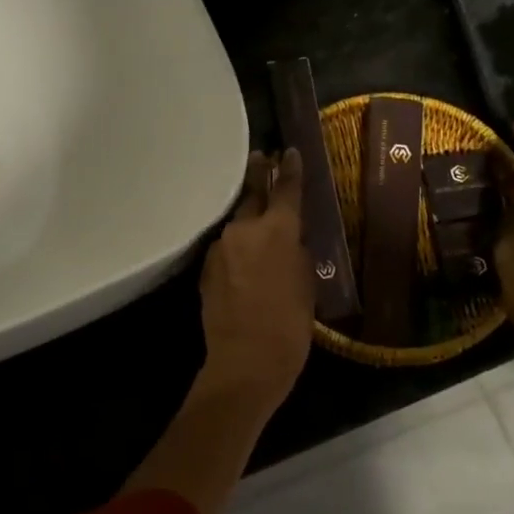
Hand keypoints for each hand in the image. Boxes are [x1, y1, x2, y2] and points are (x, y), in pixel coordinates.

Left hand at [198, 149, 315, 413]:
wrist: (246, 361)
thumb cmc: (290, 325)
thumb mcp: (307, 284)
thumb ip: (297, 253)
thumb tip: (288, 241)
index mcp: (279, 230)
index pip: (286, 188)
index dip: (290, 169)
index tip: (290, 152)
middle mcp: (244, 229)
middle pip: (251, 195)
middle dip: (258, 177)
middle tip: (262, 160)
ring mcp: (220, 248)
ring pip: (236, 225)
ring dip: (247, 221)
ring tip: (257, 225)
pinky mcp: (205, 268)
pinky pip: (225, 249)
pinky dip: (236, 248)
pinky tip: (243, 262)